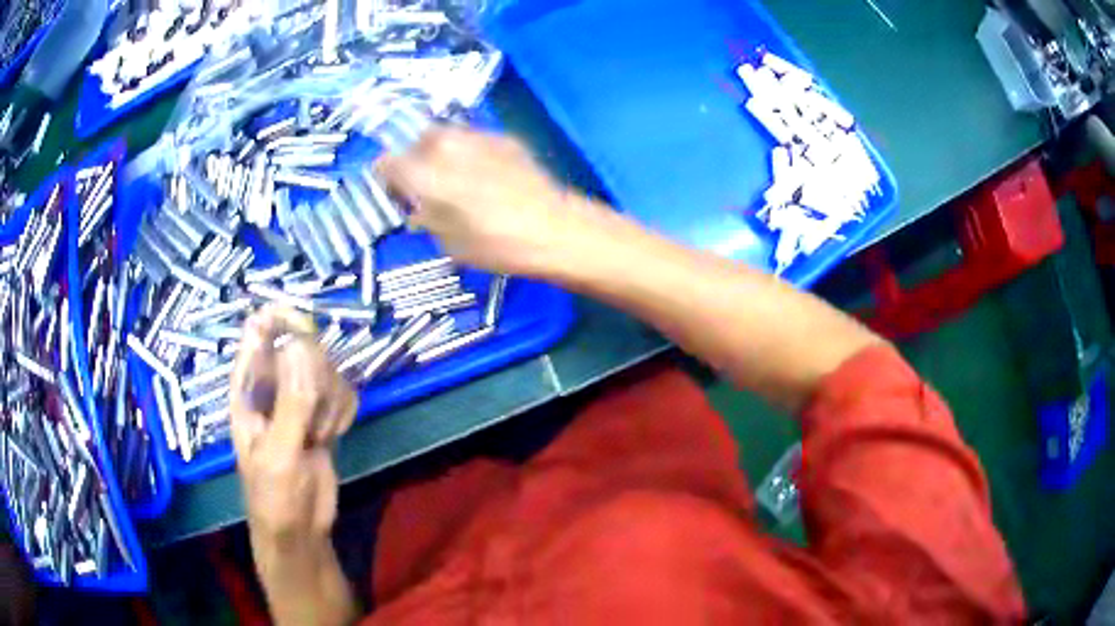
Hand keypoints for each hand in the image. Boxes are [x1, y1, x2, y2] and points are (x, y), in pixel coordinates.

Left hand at [230, 306, 355, 575]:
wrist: (299, 529)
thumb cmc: (273, 497)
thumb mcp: (279, 455)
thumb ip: (291, 404)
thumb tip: (301, 345)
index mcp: (248, 386)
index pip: (260, 329)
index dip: (284, 320)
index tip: (308, 336)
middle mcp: (273, 383)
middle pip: (305, 346)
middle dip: (316, 383)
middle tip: (311, 423)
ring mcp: (300, 397)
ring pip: (329, 370)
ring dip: (331, 405)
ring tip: (317, 438)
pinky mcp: (323, 412)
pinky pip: (344, 392)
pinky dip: (343, 414)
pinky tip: (331, 437)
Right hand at [377, 126, 605, 276]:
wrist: (552, 228)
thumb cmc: (494, 244)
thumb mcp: (446, 241)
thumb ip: (424, 216)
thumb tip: (417, 207)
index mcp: (423, 172)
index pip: (385, 162)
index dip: (387, 178)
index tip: (396, 192)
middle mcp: (445, 145)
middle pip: (415, 143)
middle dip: (415, 161)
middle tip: (426, 186)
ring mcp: (477, 136)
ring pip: (445, 137)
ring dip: (442, 154)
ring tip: (456, 178)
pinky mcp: (504, 137)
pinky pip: (474, 140)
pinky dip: (470, 153)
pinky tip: (485, 175)